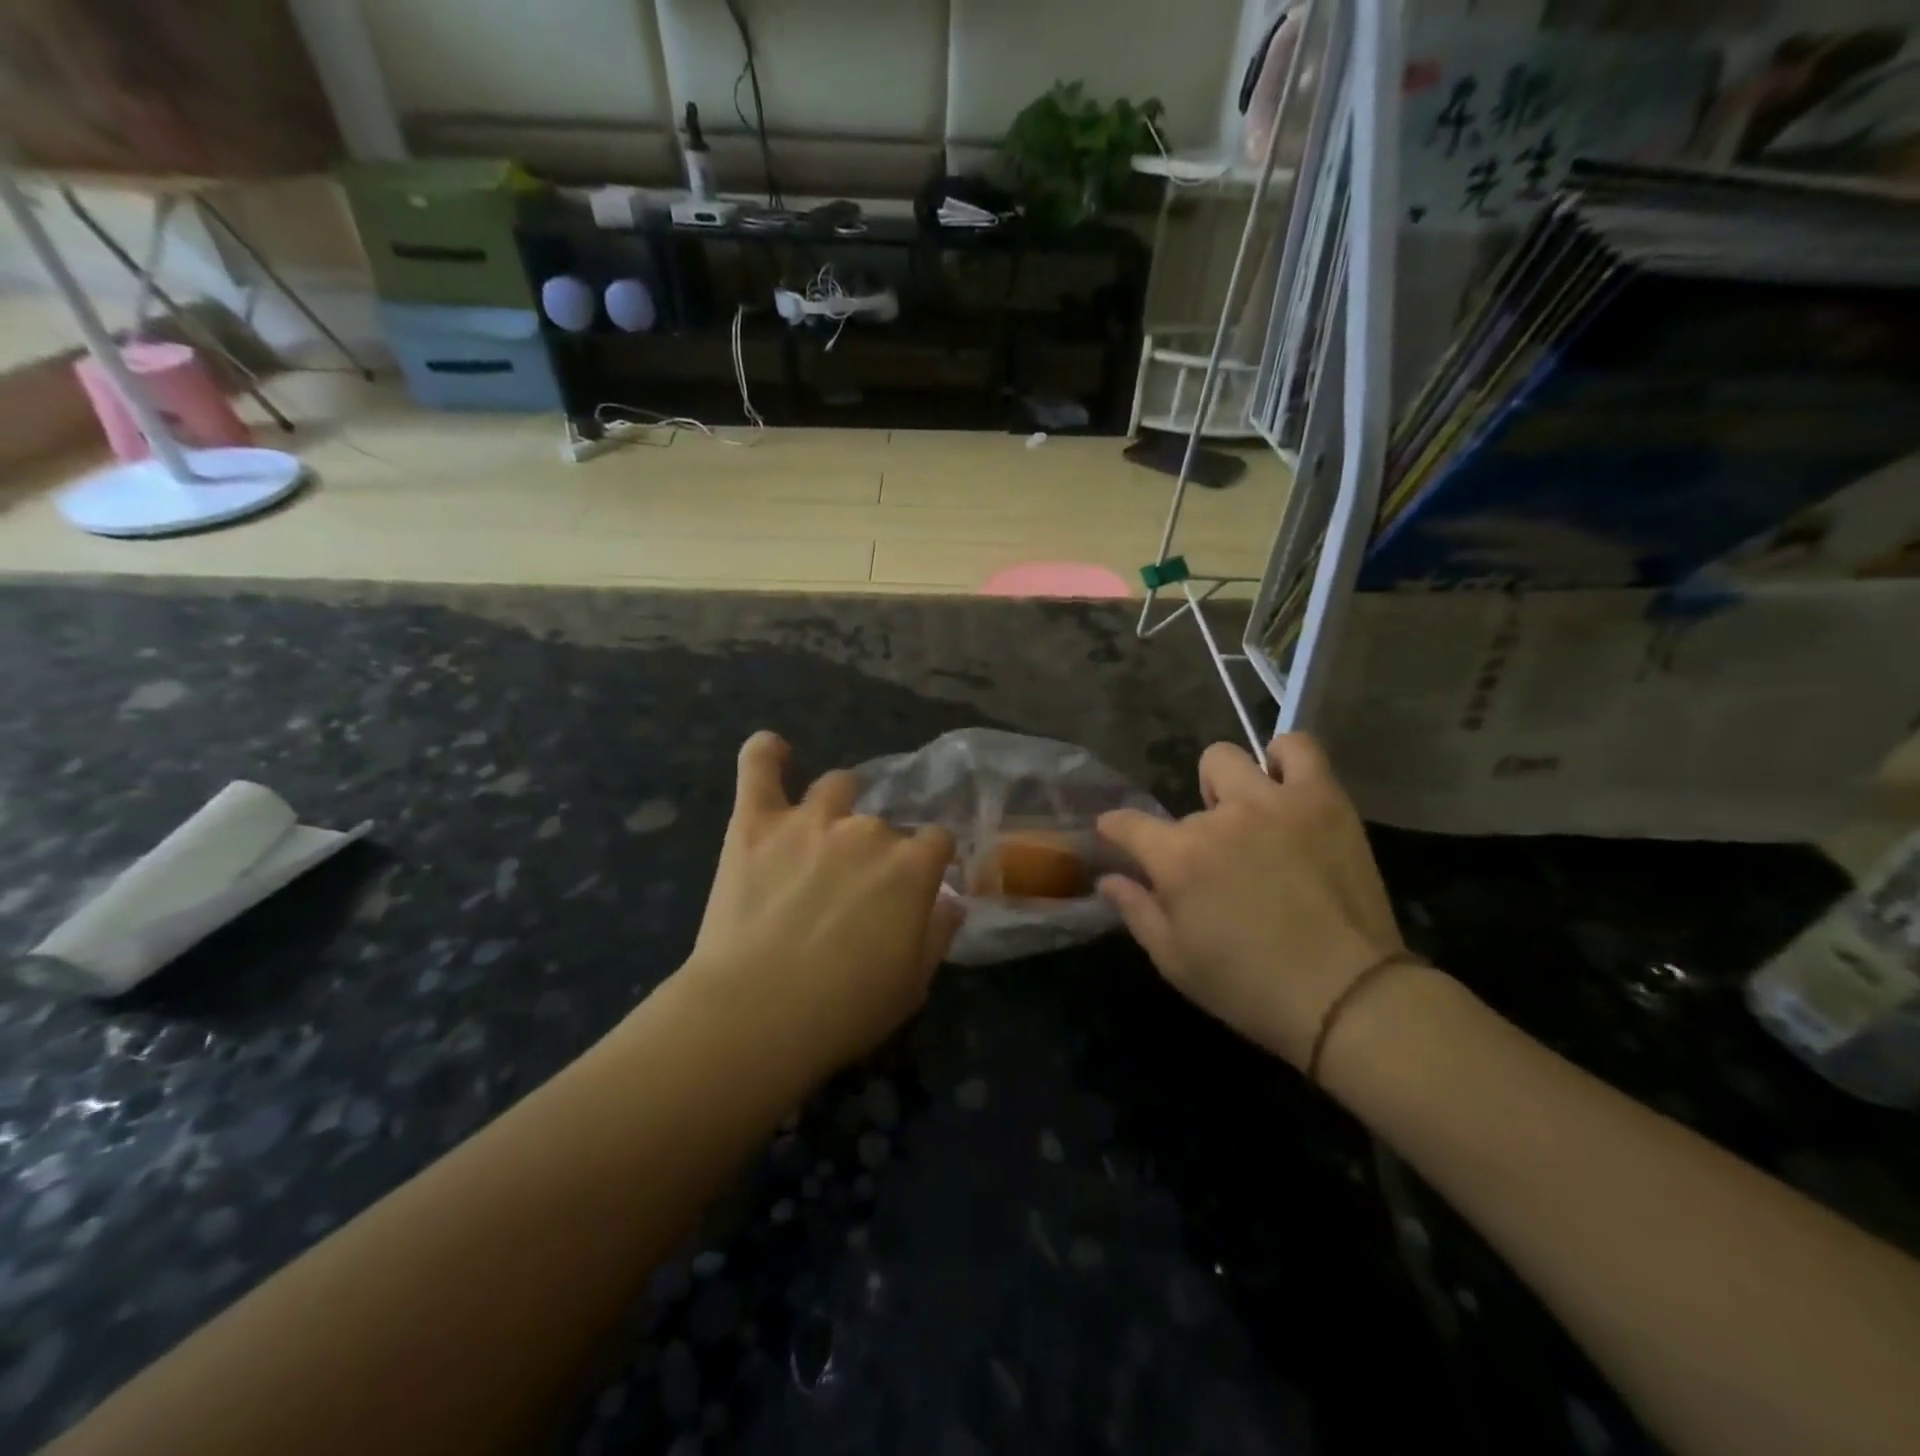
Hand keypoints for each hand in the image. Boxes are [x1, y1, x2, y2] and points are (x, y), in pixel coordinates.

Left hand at [684, 732, 962, 1078]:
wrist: (755, 1015)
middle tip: (857, 890)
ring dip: (837, 804)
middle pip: (884, 824)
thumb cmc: (844, 1010)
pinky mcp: (755, 822)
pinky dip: (767, 753)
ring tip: (824, 830)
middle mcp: (867, 830)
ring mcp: (809, 820)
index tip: (918, 887)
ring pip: (836, 787)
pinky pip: (760, 767)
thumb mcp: (912, 984)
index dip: (930, 862)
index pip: (938, 840)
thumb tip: (951, 902)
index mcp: (912, 865)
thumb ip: (938, 934)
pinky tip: (773, 749)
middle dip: (878, 851)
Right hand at [1096, 734, 1408, 1069]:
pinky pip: (1299, 748)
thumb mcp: (1175, 961)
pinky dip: (1285, 758)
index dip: (1114, 828)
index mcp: (1178, 857)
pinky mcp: (1323, 800)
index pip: (1126, 823)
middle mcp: (1220, 818)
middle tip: (1213, 858)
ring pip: (1229, 759)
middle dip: (1190, 827)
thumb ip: (1136, 911)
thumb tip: (1108, 879)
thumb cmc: (1249, 987)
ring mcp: (1274, 802)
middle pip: (1185, 797)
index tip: (1115, 835)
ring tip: (1248, 817)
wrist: (1347, 997)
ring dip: (1228, 786)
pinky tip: (1285, 788)